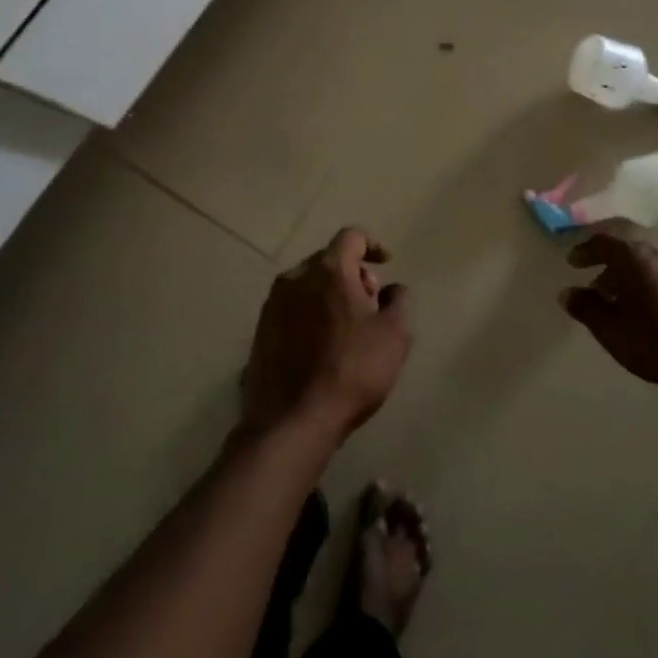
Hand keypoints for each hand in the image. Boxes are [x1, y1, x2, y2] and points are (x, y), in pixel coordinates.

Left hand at [242, 227, 410, 441]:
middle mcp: (295, 278)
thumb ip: (397, 302)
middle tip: (370, 303)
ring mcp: (272, 305)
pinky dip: (310, 314)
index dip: (372, 245)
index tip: (385, 264)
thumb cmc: (352, 371)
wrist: (292, 421)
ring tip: (347, 327)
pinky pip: (291, 309)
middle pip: (328, 260)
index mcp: (329, 270)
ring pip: (307, 284)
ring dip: (329, 294)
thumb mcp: (393, 335)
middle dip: (352, 273)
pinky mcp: (260, 331)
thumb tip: (391, 288)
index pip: (351, 237)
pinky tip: (321, 345)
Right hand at [560, 233, 657, 386]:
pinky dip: (651, 282)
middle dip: (608, 266)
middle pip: (627, 250)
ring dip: (631, 275)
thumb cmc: (653, 340)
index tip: (572, 264)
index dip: (584, 251)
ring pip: (648, 262)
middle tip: (596, 287)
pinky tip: (649, 305)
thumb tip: (567, 293)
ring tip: (622, 300)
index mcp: (634, 256)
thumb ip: (586, 307)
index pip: (602, 242)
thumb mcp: (610, 329)